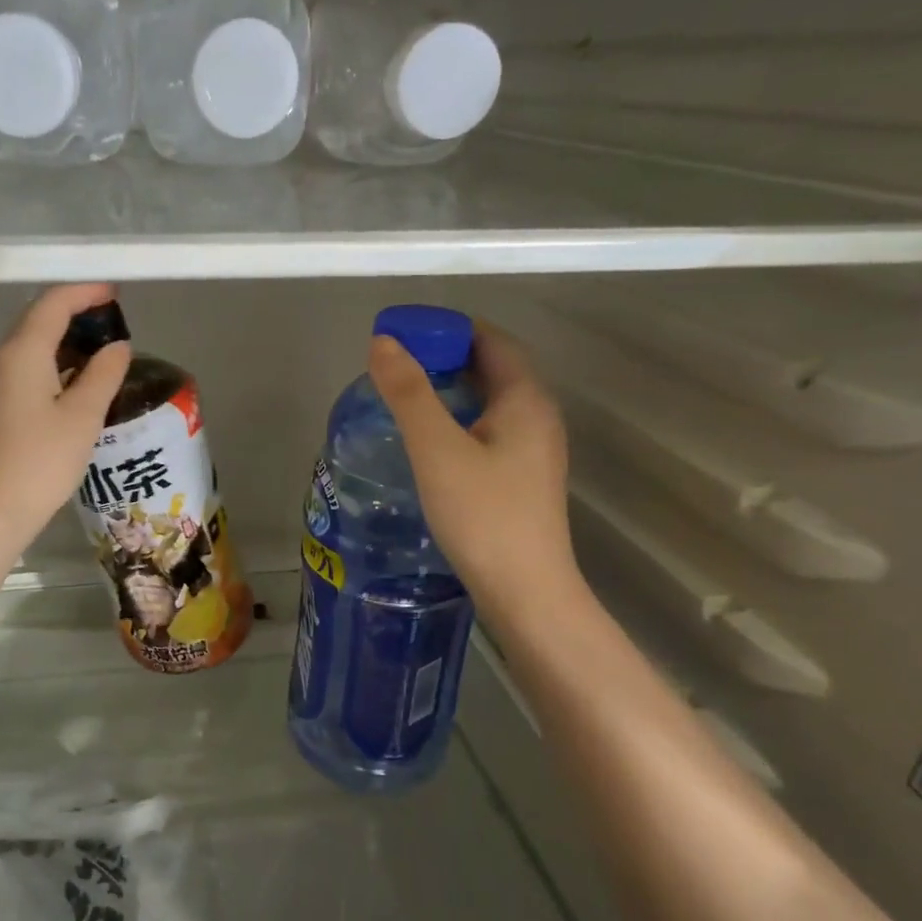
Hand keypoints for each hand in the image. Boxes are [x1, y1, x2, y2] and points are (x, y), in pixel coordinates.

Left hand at [0, 283, 131, 555]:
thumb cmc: (41, 461)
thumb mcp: (83, 416)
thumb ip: (104, 374)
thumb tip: (117, 346)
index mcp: (20, 352)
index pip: (53, 304)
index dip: (86, 292)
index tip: (116, 294)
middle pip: (37, 322)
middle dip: (76, 316)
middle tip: (114, 325)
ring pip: (29, 348)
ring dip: (64, 344)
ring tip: (101, 355)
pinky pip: (22, 372)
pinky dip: (51, 367)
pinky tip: (74, 386)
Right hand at [368, 320, 578, 603]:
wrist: (525, 592)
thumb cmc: (483, 515)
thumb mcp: (437, 450)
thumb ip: (409, 394)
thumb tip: (384, 342)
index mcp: (525, 399)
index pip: (491, 340)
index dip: (448, 329)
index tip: (404, 333)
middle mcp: (538, 417)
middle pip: (492, 368)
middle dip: (445, 357)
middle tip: (395, 365)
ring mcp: (533, 450)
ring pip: (490, 402)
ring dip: (450, 390)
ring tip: (404, 397)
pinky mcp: (522, 479)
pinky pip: (488, 430)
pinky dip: (458, 420)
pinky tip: (428, 441)